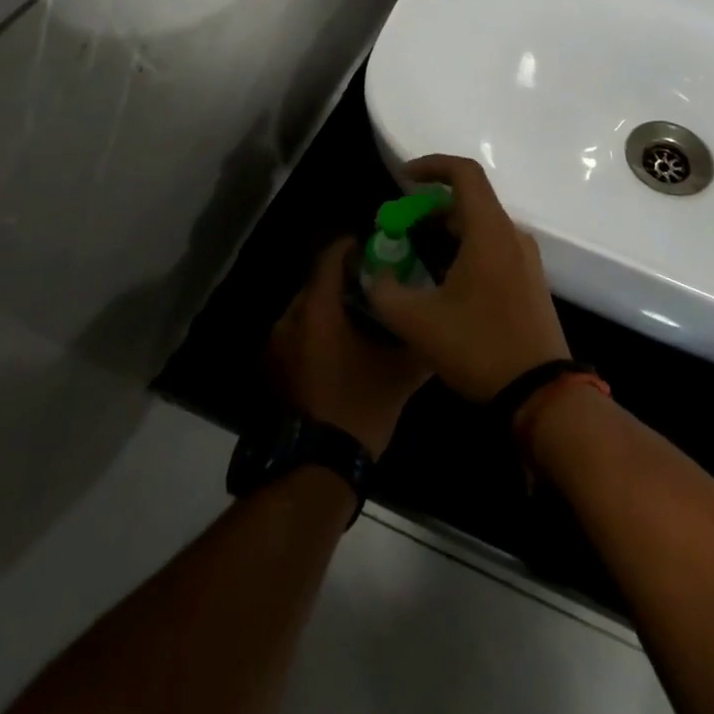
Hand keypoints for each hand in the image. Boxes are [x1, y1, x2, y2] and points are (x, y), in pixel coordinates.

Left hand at [269, 238, 429, 455]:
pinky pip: (297, 335)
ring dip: (330, 308)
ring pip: (306, 311)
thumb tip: (440, 326)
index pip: (329, 257)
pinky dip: (317, 332)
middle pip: (317, 283)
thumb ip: (421, 343)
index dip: (351, 246)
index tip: (375, 247)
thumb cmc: (358, 408)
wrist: (316, 467)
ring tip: (361, 316)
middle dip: (344, 280)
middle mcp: (290, 319)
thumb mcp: (400, 374)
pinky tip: (342, 347)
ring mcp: (276, 346)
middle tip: (375, 284)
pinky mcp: (273, 369)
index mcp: (317, 310)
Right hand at [366, 155, 571, 401]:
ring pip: (481, 225)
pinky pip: (493, 247)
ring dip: (446, 230)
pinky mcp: (530, 280)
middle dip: (430, 207)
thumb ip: (385, 291)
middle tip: (400, 228)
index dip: (431, 165)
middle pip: (470, 200)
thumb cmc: (479, 347)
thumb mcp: (417, 322)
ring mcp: (525, 258)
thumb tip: (375, 274)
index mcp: (489, 231)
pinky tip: (443, 281)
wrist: (541, 393)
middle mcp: (512, 235)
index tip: (402, 179)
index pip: (464, 173)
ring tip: (415, 256)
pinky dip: (464, 248)